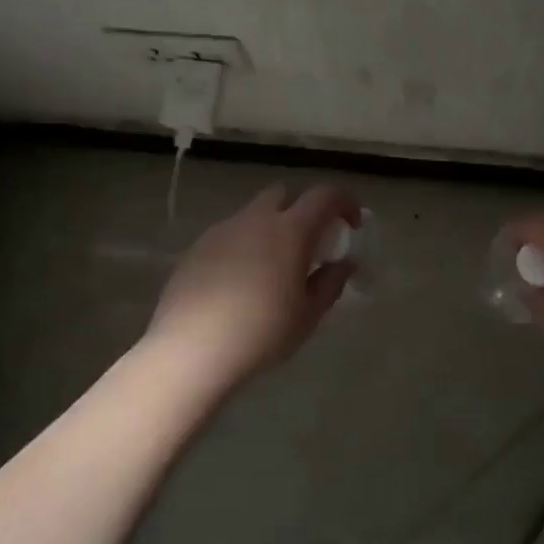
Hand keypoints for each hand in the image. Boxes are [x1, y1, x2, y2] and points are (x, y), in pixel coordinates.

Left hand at [145, 183, 360, 384]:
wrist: (191, 349)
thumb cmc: (261, 332)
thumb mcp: (308, 314)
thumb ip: (331, 283)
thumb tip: (345, 264)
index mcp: (290, 230)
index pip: (325, 195)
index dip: (344, 202)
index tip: (352, 224)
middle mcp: (255, 219)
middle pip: (284, 195)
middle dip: (301, 210)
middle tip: (307, 245)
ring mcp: (221, 230)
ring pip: (253, 214)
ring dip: (269, 229)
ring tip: (271, 269)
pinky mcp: (196, 248)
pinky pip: (228, 235)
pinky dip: (242, 246)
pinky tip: (238, 283)